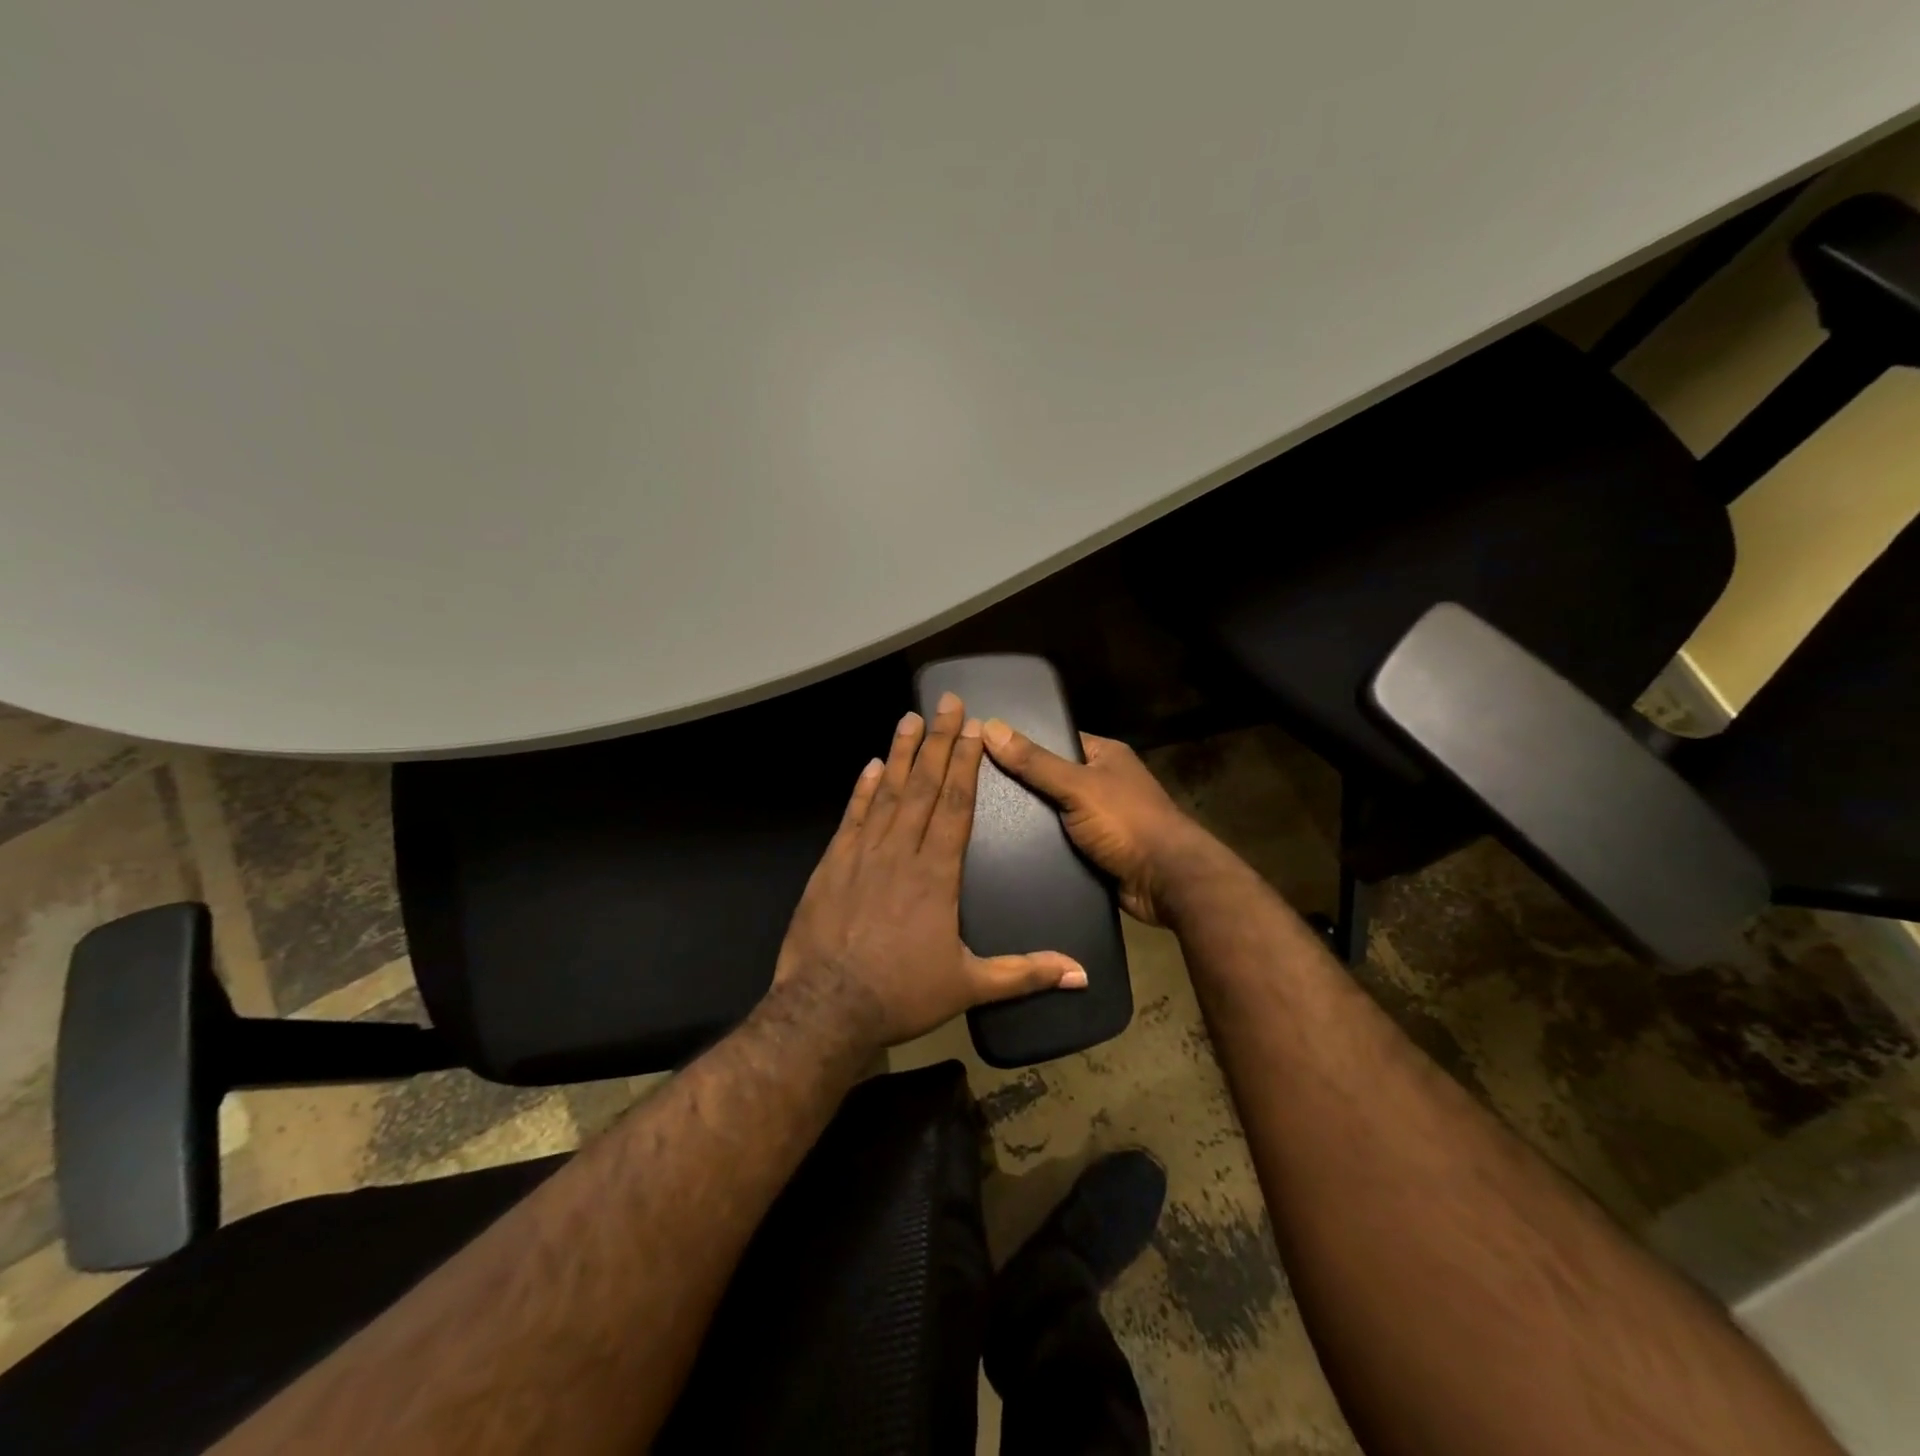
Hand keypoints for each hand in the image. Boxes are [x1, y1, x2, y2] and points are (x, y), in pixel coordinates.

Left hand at [771, 693, 1086, 1051]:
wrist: (826, 1009)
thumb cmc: (902, 995)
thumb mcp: (970, 987)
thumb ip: (1025, 972)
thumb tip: (1082, 974)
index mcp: (937, 874)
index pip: (956, 806)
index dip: (965, 763)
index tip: (973, 729)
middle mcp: (901, 852)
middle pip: (924, 786)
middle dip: (938, 742)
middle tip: (946, 702)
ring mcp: (862, 854)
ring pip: (887, 793)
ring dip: (901, 754)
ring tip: (910, 718)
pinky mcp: (831, 864)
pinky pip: (852, 816)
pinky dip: (862, 789)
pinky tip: (871, 765)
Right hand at [981, 721, 1216, 925]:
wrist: (1166, 882)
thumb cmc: (1126, 821)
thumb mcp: (1077, 785)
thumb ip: (1035, 762)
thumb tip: (990, 727)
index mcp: (1106, 755)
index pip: (1057, 740)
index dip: (1024, 743)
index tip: (983, 748)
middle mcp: (1105, 783)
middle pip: (1052, 779)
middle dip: (1024, 787)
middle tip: (978, 788)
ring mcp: (1103, 819)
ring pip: (1055, 814)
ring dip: (1031, 821)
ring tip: (984, 819)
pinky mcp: (1098, 851)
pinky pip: (1062, 842)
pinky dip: (1043, 846)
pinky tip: (1009, 848)